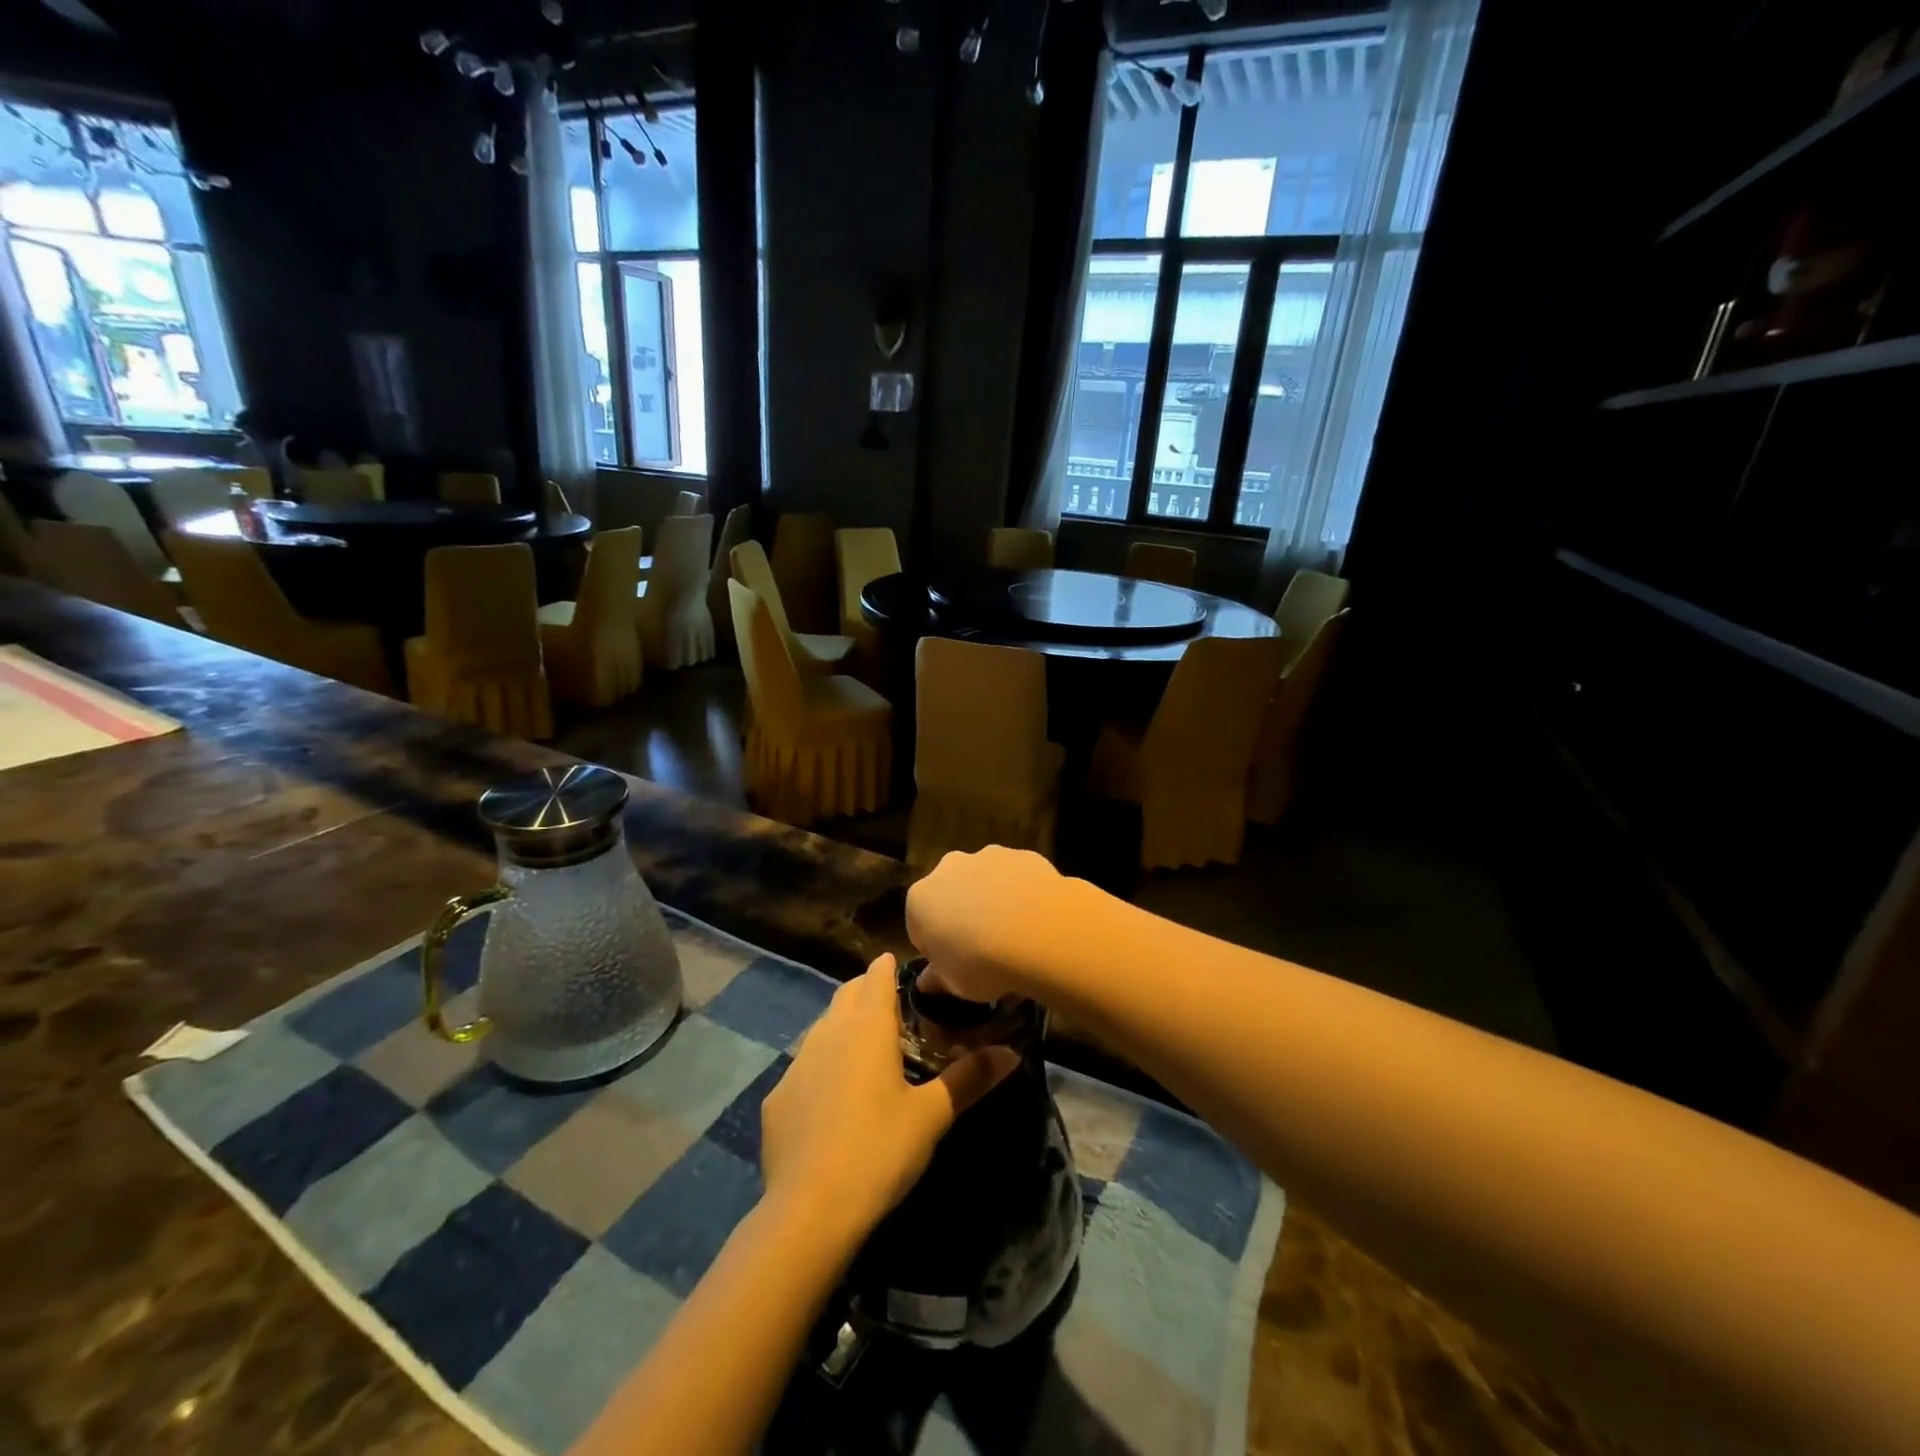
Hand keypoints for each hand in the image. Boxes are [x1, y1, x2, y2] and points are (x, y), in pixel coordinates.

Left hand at [759, 955, 1018, 1253]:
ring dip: (843, 1027)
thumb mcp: (932, 1116)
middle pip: (846, 994)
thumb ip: (970, 1078)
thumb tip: (1011, 1052)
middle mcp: (828, 1032)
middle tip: (894, 1009)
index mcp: (867, 1027)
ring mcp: (796, 1064)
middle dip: (867, 991)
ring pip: (822, 1027)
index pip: (876, 975)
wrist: (808, 1211)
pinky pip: (804, 1067)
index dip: (889, 968)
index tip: (905, 972)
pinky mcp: (777, 1098)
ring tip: (866, 1052)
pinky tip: (833, 1100)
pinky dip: (821, 1067)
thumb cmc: (879, 1151)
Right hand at [905, 847, 1084, 1003]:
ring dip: (992, 901)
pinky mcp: (1023, 855)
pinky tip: (1036, 920)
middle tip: (983, 949)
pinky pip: (1017, 878)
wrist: (1040, 932)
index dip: (936, 949)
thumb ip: (937, 978)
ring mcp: (989, 856)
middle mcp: (949, 868)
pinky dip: (1021, 894)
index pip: (919, 926)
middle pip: (951, 895)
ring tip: (1014, 936)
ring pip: (985, 881)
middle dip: (962, 916)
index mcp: (921, 898)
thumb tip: (927, 982)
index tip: (954, 966)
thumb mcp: (954, 984)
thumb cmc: (982, 962)